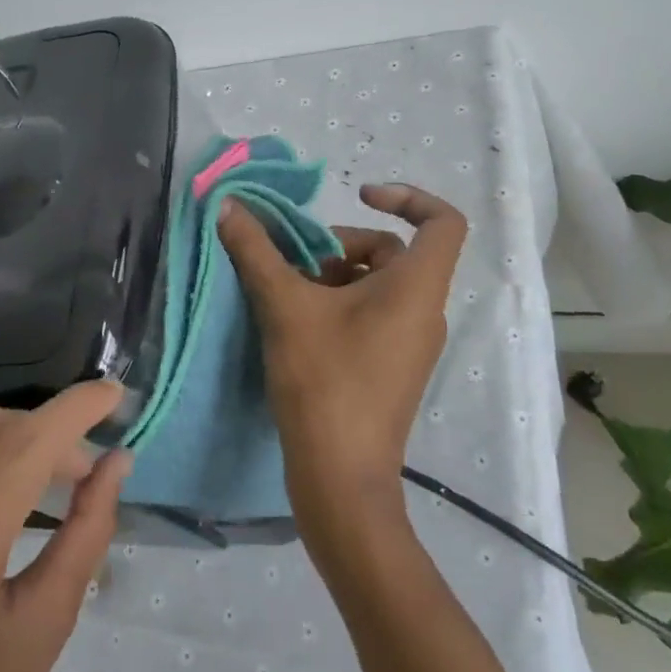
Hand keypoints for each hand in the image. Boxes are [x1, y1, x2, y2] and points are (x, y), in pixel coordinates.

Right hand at [217, 183, 466, 545]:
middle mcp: (424, 310)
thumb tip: (227, 205)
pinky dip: (339, 305)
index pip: (443, 221)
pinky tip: (297, 325)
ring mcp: (411, 342)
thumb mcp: (283, 306)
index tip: (358, 195)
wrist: (340, 477)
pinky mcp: (394, 366)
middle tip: (295, 265)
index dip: (407, 196)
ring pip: (378, 284)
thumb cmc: (323, 381)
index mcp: (416, 287)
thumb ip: (256, 250)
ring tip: (288, 295)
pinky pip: (374, 314)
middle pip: (394, 251)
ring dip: (332, 276)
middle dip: (340, 246)